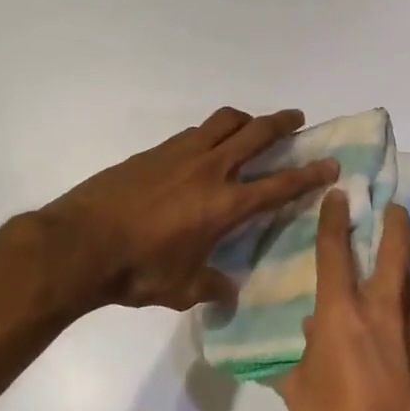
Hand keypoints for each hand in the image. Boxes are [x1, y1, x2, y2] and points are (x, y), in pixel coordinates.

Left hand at [32, 107, 338, 312]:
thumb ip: (211, 287)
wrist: (80, 244)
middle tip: (297, 118)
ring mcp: (179, 155)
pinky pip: (193, 132)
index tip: (329, 163)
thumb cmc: (137, 271)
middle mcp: (209, 170)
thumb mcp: (181, 289)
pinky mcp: (154, 152)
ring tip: (251, 126)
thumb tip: (229, 292)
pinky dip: (209, 133)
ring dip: (244, 119)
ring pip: (223, 122)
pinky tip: (204, 148)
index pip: (278, 185)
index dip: (308, 174)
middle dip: (282, 123)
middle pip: (255, 134)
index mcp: (224, 205)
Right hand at [279, 191, 409, 410]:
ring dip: (399, 260)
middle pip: (396, 250)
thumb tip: (309, 333)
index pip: (336, 251)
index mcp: (342, 314)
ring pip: (407, 279)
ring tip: (385, 253)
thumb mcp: (300, 392)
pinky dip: (399, 298)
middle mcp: (380, 310)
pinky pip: (409, 310)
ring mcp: (409, 329)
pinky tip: (384, 313)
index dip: (334, 218)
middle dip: (394, 222)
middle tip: (389, 206)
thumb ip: (300, 356)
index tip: (338, 193)